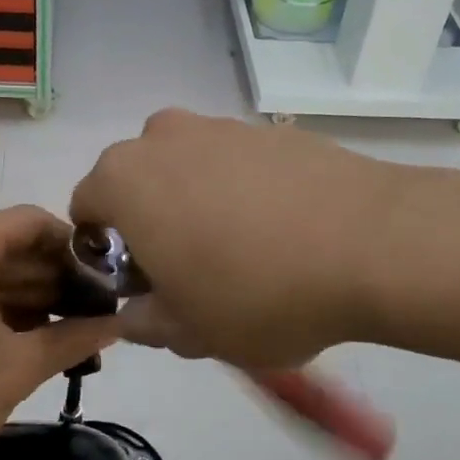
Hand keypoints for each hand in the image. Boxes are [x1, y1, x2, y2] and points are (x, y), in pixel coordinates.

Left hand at [0, 207, 122, 459]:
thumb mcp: (15, 369)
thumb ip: (73, 339)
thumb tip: (118, 324)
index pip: (33, 223)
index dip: (75, 249)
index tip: (106, 282)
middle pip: (9, 247)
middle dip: (54, 280)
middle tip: (96, 316)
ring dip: (27, 299)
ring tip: (70, 334)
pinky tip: (26, 339)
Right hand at [70, 110, 418, 367]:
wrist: (374, 244)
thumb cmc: (257, 292)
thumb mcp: (189, 332)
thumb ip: (145, 323)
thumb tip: (136, 312)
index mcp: (126, 179)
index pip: (85, 208)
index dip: (105, 253)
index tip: (141, 286)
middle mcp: (165, 138)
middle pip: (138, 183)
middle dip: (150, 224)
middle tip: (189, 272)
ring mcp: (224, 127)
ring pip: (189, 170)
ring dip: (197, 206)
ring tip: (246, 254)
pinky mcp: (275, 131)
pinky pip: (239, 165)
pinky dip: (245, 194)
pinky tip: (284, 233)